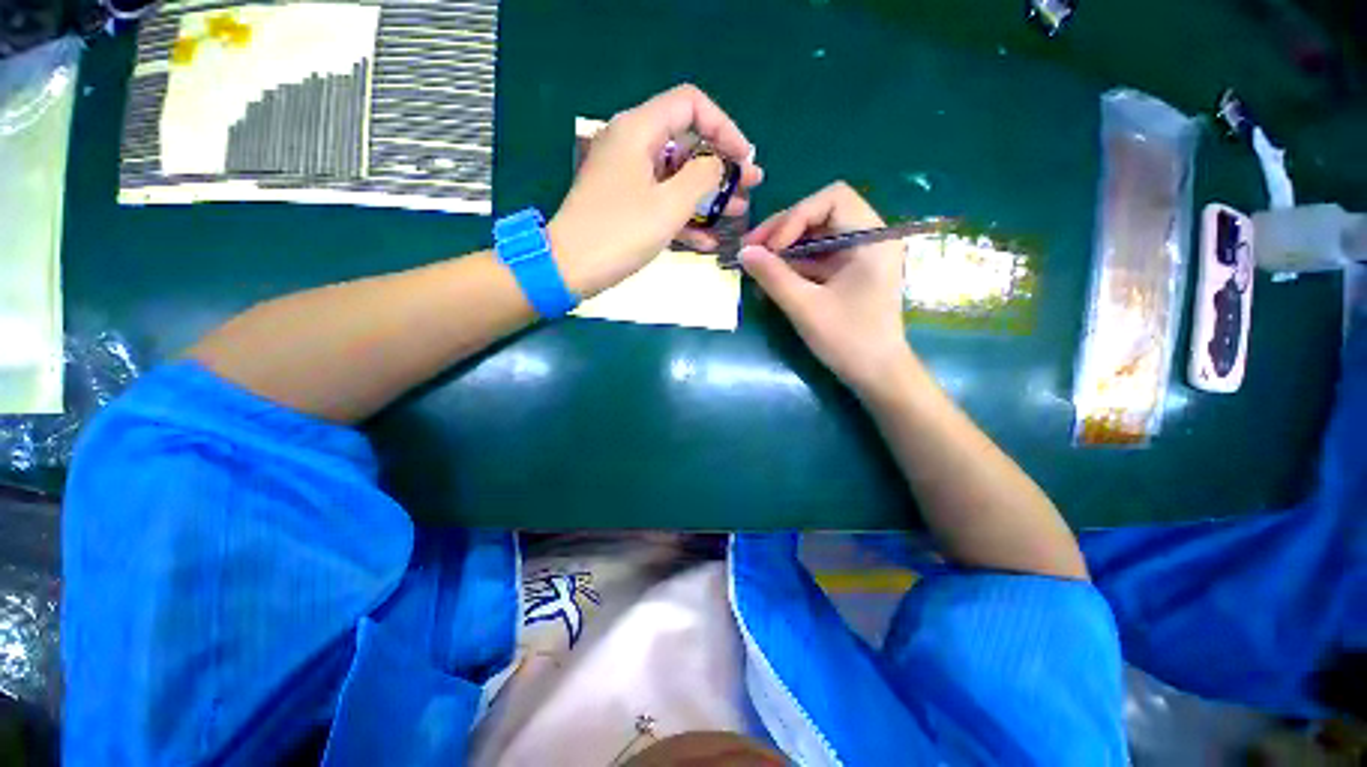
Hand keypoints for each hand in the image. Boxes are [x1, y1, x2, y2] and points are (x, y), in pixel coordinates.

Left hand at [549, 84, 762, 296]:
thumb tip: (716, 163)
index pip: (690, 105)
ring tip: (738, 211)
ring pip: (676, 177)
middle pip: (686, 143)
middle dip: (721, 165)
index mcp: (638, 131)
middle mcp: (632, 146)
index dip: (723, 126)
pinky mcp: (626, 205)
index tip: (744, 158)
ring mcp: (628, 178)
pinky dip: (685, 217)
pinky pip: (662, 202)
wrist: (570, 268)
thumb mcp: (669, 204)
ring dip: (708, 195)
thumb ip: (702, 177)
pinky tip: (709, 240)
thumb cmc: (620, 233)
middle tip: (750, 185)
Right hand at [741, 182, 911, 395]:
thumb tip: (743, 252)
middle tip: (751, 250)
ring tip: (754, 264)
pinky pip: (817, 257)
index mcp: (872, 238)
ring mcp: (859, 256)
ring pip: (815, 236)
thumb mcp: (806, 307)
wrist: (878, 375)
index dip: (795, 217)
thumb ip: (773, 276)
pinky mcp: (849, 273)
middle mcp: (869, 238)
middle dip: (783, 230)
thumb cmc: (849, 340)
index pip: (832, 199)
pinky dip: (793, 264)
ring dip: (784, 248)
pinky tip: (770, 278)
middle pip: (821, 215)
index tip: (770, 248)